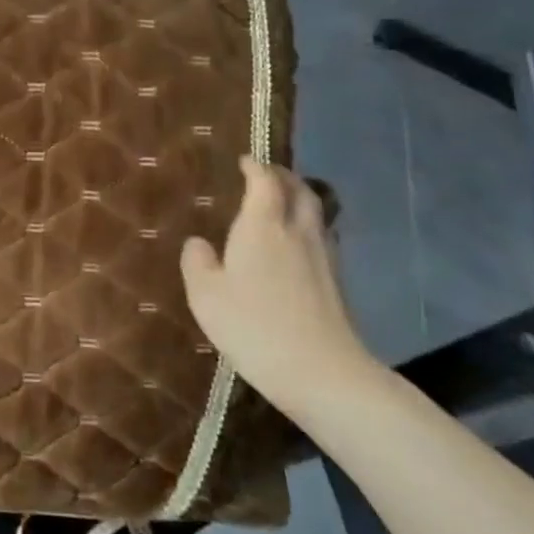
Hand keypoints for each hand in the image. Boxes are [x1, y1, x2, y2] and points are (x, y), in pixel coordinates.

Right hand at [181, 157, 377, 413]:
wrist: (322, 373)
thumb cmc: (254, 326)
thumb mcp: (206, 295)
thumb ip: (197, 262)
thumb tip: (198, 243)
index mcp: (263, 226)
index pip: (264, 182)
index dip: (255, 167)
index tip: (245, 160)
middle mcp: (297, 232)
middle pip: (299, 191)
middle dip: (284, 176)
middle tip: (268, 174)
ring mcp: (323, 258)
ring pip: (316, 214)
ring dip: (300, 200)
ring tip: (283, 203)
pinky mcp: (337, 284)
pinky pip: (321, 239)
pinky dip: (308, 228)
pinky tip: (296, 246)